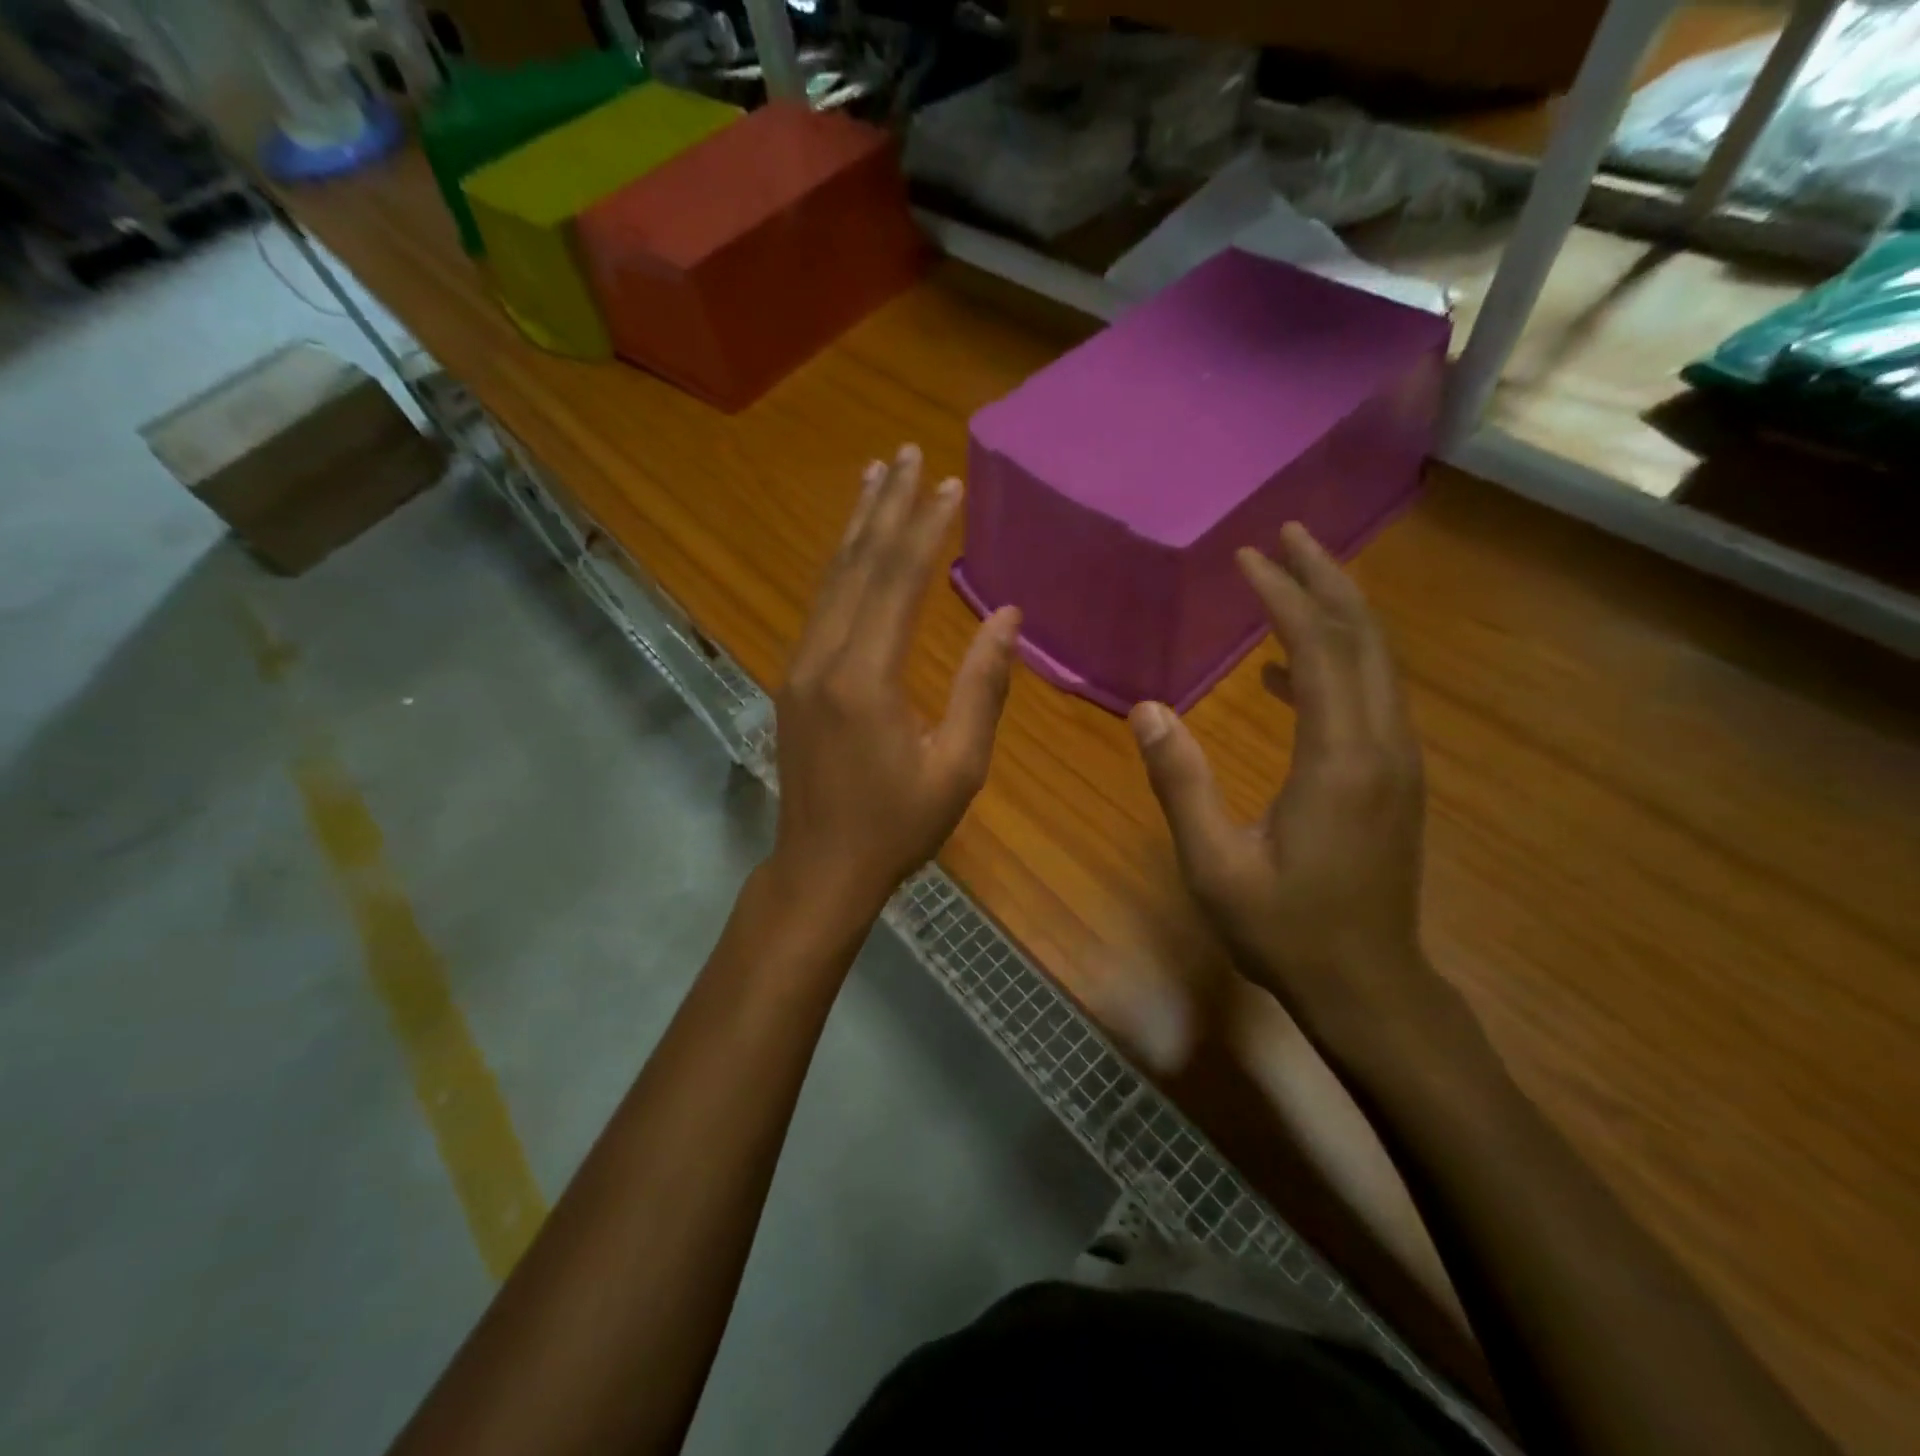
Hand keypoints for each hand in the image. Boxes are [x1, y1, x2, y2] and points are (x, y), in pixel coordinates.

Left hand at [765, 444, 1021, 928]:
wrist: (821, 867)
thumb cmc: (898, 825)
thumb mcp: (958, 766)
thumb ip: (981, 686)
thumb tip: (1006, 616)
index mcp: (865, 679)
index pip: (897, 582)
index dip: (924, 529)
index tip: (948, 484)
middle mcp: (823, 659)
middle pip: (857, 566)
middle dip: (885, 506)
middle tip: (905, 452)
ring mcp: (799, 667)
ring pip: (830, 580)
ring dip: (856, 526)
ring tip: (874, 476)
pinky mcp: (794, 680)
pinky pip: (820, 607)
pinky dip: (840, 567)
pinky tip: (852, 548)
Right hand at [1128, 524, 1451, 1055]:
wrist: (1369, 985)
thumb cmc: (1286, 929)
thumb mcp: (1215, 864)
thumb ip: (1181, 783)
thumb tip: (1145, 710)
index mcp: (1340, 758)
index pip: (1320, 649)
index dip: (1284, 595)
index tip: (1248, 557)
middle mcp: (1382, 745)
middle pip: (1365, 638)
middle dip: (1326, 579)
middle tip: (1286, 536)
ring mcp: (1396, 761)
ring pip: (1377, 663)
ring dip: (1338, 613)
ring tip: (1293, 578)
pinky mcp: (1393, 778)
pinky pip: (1371, 697)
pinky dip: (1336, 664)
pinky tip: (1289, 672)